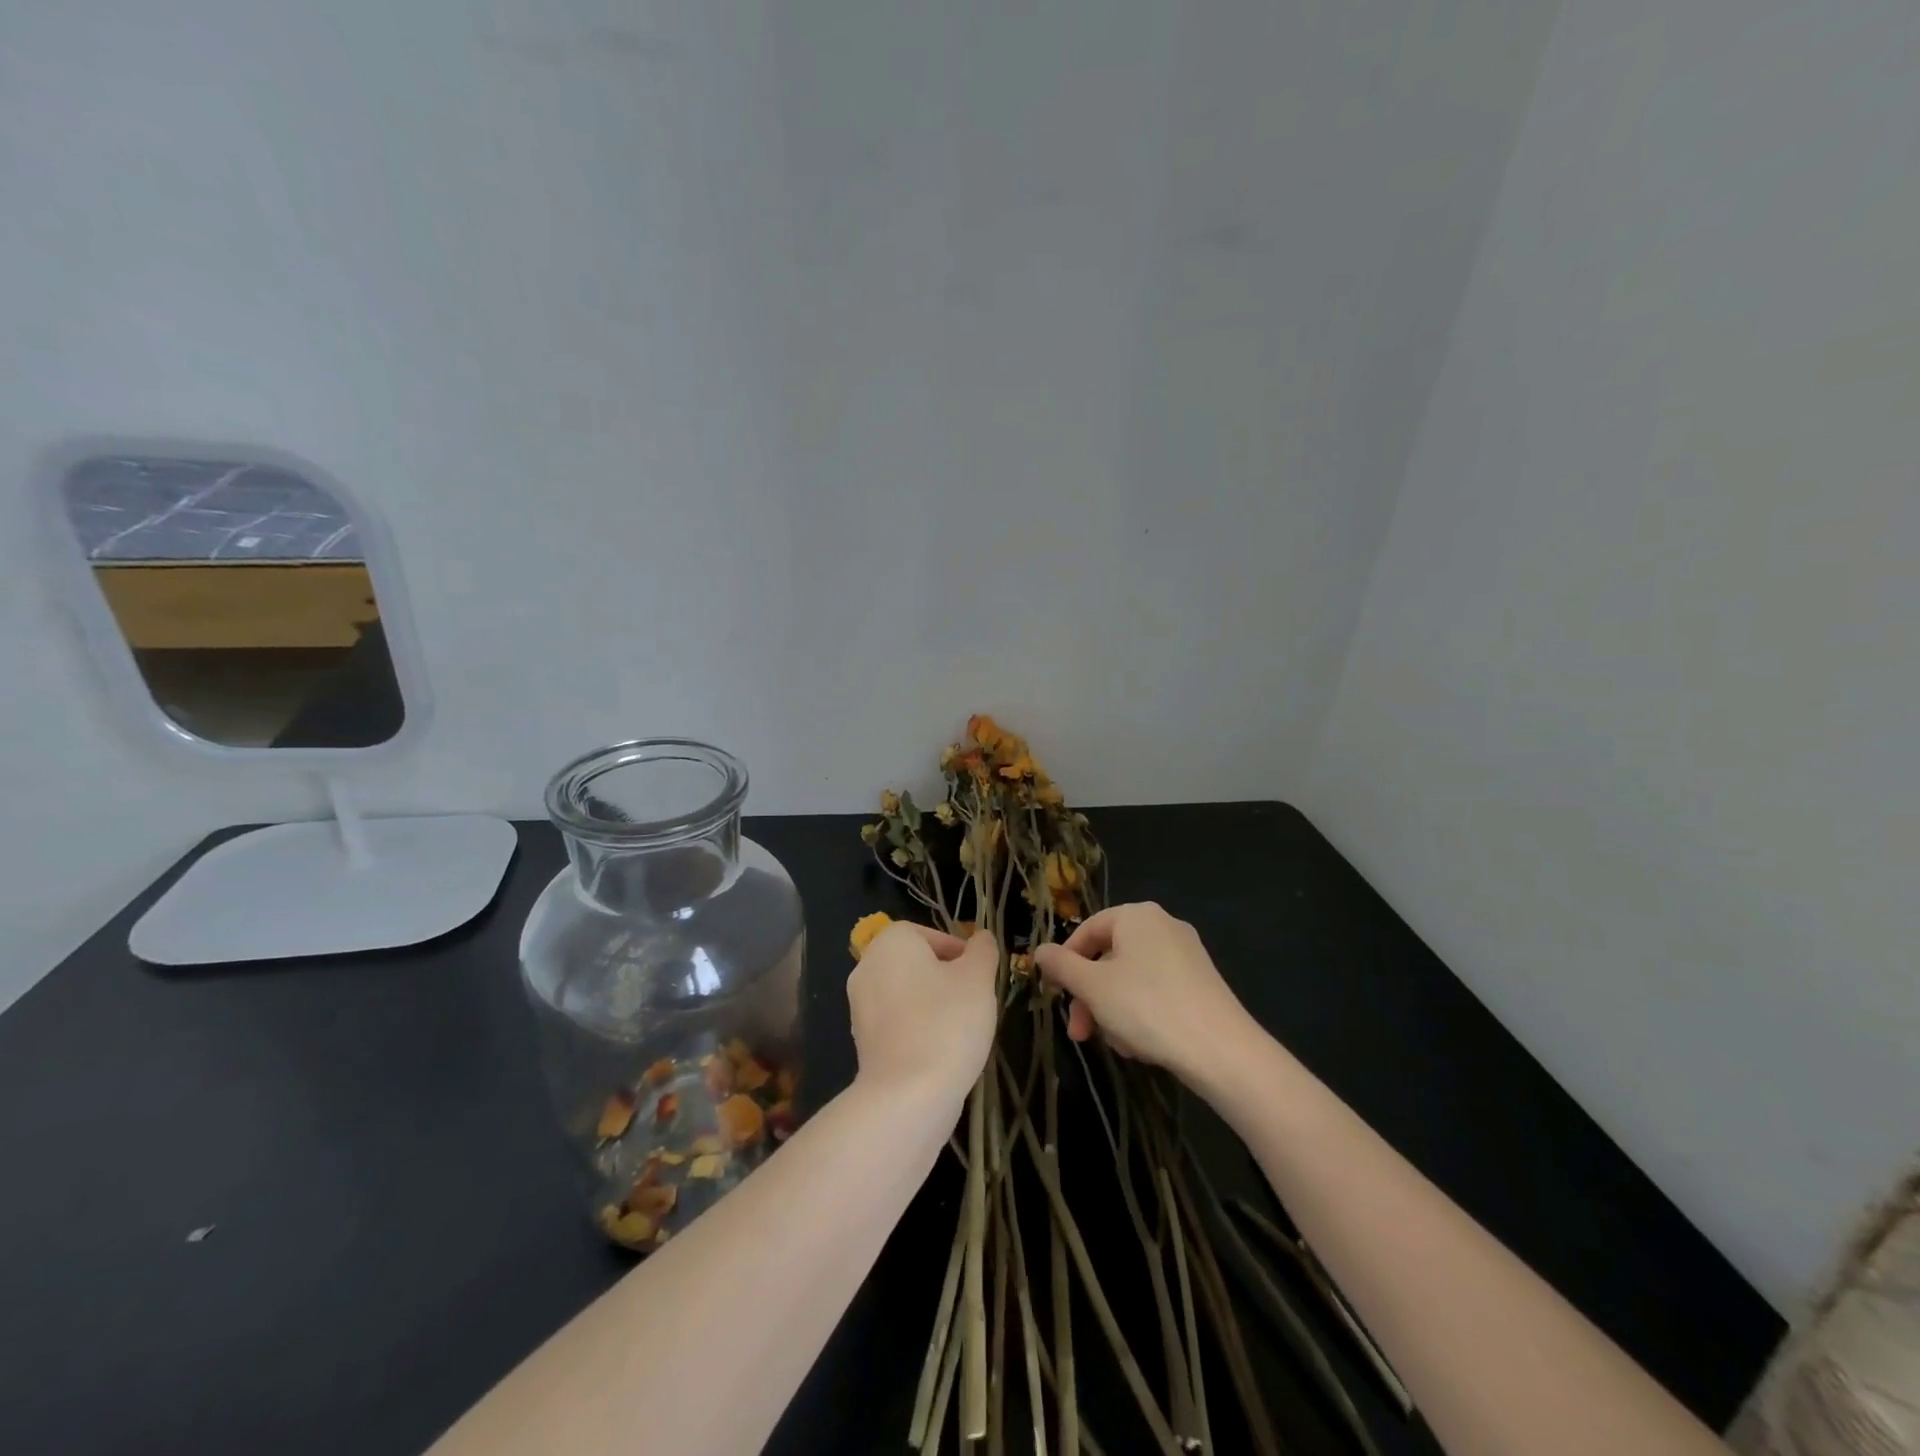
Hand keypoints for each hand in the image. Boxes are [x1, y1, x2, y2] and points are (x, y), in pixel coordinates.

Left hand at [848, 922, 997, 1106]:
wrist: (907, 1095)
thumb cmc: (946, 1023)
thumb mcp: (978, 978)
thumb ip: (982, 950)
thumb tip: (981, 938)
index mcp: (891, 942)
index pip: (932, 935)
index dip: (961, 954)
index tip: (980, 978)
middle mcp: (868, 966)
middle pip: (919, 964)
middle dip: (948, 980)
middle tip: (975, 1002)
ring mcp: (860, 1005)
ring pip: (909, 994)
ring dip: (934, 1006)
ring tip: (961, 1030)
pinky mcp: (861, 1040)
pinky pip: (898, 1023)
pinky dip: (919, 1030)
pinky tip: (940, 1051)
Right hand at [1033, 902, 1254, 1081]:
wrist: (1221, 1050)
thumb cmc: (1147, 1007)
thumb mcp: (1093, 987)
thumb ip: (1061, 966)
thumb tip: (1039, 951)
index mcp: (1135, 915)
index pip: (1086, 931)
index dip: (1065, 963)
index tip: (1055, 995)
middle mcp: (1162, 925)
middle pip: (1108, 957)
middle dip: (1090, 997)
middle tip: (1080, 1033)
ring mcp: (1185, 953)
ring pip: (1130, 978)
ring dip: (1113, 1010)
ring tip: (1118, 1045)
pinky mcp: (1201, 982)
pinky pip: (1156, 990)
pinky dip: (1141, 1013)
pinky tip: (1142, 1044)